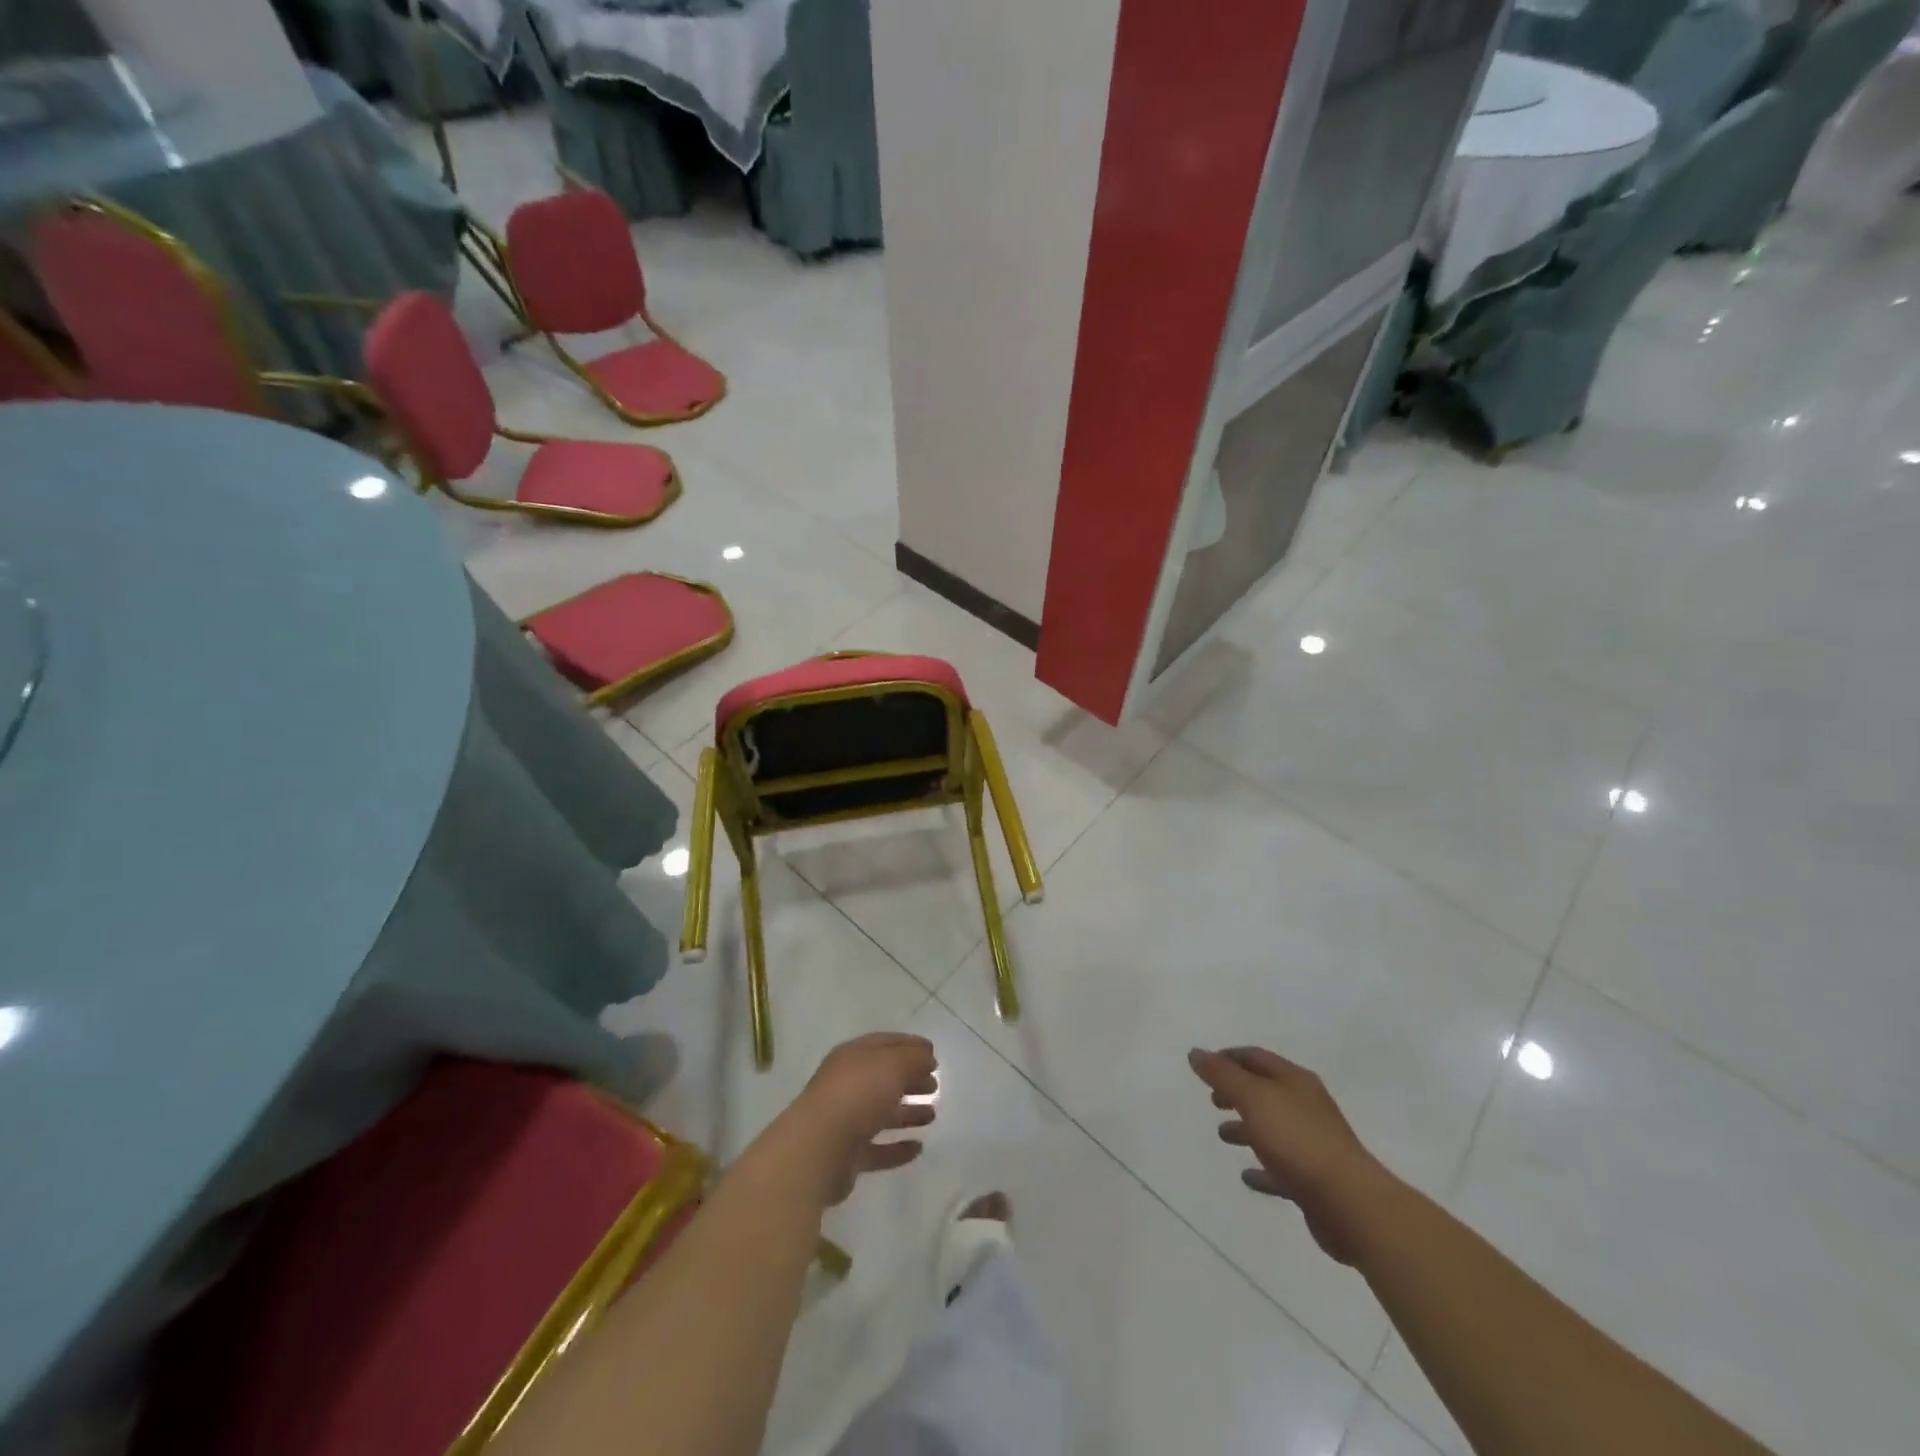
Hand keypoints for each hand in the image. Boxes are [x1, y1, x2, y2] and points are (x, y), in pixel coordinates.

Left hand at [785, 1033, 938, 1204]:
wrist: (818, 1149)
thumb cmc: (857, 1094)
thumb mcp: (893, 1065)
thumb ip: (913, 1059)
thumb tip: (927, 1058)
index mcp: (853, 1057)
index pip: (885, 1044)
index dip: (910, 1046)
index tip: (933, 1053)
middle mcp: (847, 1085)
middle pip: (884, 1078)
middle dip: (910, 1079)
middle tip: (935, 1085)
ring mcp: (845, 1121)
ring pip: (881, 1113)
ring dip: (907, 1113)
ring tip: (932, 1116)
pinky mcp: (847, 1155)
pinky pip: (878, 1149)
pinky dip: (897, 1148)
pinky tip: (917, 1148)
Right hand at [1188, 1046, 1390, 1264]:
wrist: (1351, 1205)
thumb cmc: (1297, 1141)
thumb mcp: (1253, 1098)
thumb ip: (1222, 1075)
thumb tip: (1196, 1052)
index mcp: (1294, 1081)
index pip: (1255, 1057)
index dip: (1227, 1058)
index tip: (1203, 1066)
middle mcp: (1306, 1106)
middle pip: (1265, 1091)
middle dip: (1236, 1092)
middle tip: (1212, 1100)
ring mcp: (1313, 1144)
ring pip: (1272, 1128)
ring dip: (1246, 1128)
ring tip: (1222, 1135)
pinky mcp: (1315, 1180)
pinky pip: (1281, 1168)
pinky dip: (1262, 1168)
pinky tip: (1246, 1176)